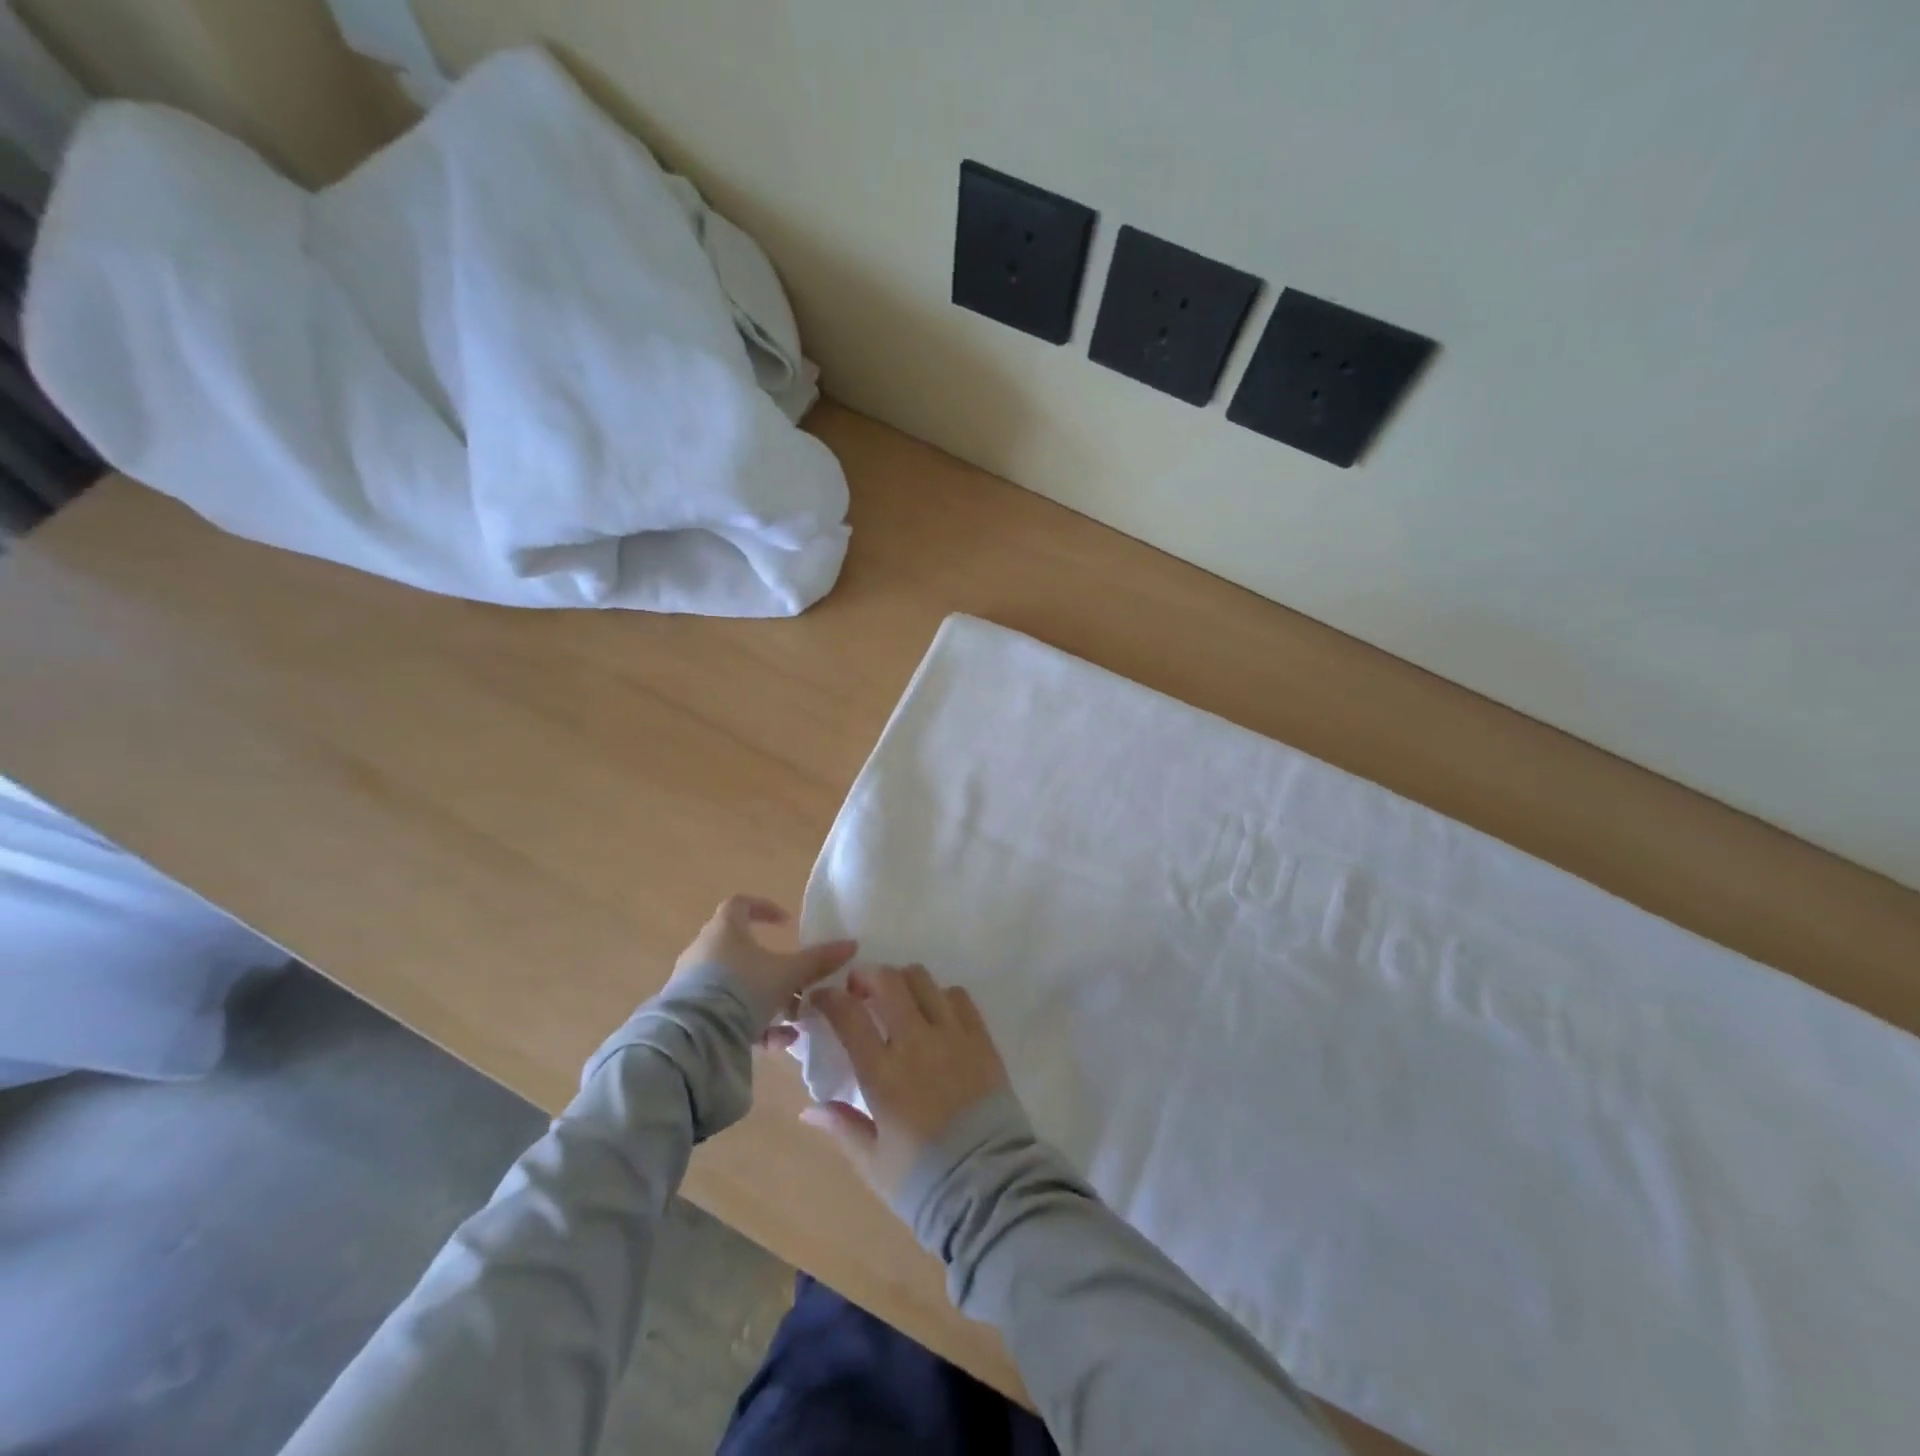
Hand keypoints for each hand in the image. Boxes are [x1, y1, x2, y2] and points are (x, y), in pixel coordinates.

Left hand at [670, 895, 856, 1036]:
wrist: (693, 1038)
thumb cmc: (742, 989)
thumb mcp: (787, 974)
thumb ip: (818, 960)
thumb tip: (852, 944)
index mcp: (724, 930)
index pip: (741, 904)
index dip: (764, 909)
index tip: (786, 923)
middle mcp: (704, 950)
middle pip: (741, 948)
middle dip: (772, 965)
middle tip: (796, 980)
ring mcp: (692, 984)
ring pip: (736, 984)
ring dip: (766, 998)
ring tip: (793, 1018)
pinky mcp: (689, 1014)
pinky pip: (726, 1012)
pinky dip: (752, 1022)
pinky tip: (778, 1042)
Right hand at [801, 964, 1012, 1199]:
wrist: (990, 1189)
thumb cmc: (924, 1180)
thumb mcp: (873, 1163)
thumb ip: (842, 1126)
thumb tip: (809, 1108)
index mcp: (883, 1074)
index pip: (849, 1015)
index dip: (830, 998)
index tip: (821, 998)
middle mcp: (916, 1042)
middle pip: (888, 982)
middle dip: (867, 977)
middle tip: (860, 991)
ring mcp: (953, 1036)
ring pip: (923, 980)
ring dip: (903, 981)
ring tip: (898, 998)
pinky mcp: (982, 1039)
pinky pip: (959, 997)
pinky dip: (942, 996)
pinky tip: (936, 1014)